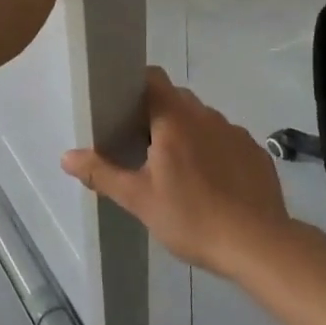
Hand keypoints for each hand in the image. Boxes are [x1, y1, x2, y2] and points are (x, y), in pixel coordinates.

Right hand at [62, 68, 294, 278]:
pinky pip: (227, 141)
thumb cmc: (191, 217)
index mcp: (175, 119)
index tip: (121, 106)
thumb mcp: (139, 199)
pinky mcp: (257, 154)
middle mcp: (207, 116)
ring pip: (203, 120)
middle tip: (141, 145)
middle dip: (157, 114)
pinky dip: (214, 152)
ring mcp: (236, 133)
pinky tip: (212, 185)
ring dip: (187, 133)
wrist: (259, 246)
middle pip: (176, 99)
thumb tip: (66, 156)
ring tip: (177, 169)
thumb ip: (102, 173)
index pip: (153, 78)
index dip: (135, 85)